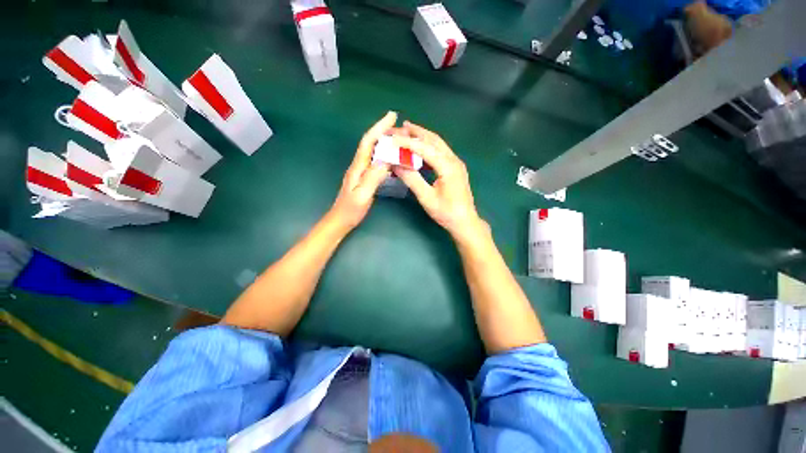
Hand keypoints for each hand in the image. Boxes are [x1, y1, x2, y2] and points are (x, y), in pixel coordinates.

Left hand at [328, 111, 395, 231]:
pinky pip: (375, 161)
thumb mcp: (362, 195)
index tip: (392, 116)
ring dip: (385, 142)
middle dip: (384, 131)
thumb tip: (385, 160)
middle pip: (371, 143)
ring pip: (373, 151)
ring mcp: (360, 171)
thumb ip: (373, 178)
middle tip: (401, 129)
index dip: (379, 127)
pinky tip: (392, 157)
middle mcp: (358, 165)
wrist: (340, 220)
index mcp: (358, 167)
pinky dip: (384, 155)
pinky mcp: (363, 177)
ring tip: (400, 140)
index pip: (368, 142)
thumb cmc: (350, 210)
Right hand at [391, 121, 487, 243]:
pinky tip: (419, 149)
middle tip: (399, 127)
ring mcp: (456, 163)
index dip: (407, 142)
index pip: (424, 148)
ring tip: (407, 132)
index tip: (392, 138)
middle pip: (433, 140)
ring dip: (423, 137)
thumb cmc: (446, 213)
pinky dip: (428, 147)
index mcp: (448, 166)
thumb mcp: (426, 198)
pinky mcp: (455, 168)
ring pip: (438, 144)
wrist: (465, 221)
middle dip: (416, 132)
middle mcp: (453, 160)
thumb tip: (395, 165)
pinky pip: (440, 152)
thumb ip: (411, 179)